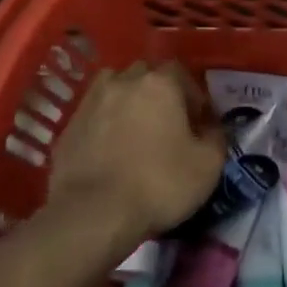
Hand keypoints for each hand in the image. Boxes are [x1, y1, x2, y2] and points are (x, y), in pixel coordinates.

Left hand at [48, 62, 225, 253]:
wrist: (92, 214)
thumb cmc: (158, 184)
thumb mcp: (208, 165)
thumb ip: (216, 137)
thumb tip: (211, 127)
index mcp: (160, 82)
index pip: (181, 73)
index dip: (192, 96)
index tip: (197, 124)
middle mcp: (124, 80)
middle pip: (146, 76)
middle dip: (158, 94)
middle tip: (166, 126)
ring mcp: (92, 100)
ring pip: (116, 90)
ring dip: (128, 103)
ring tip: (135, 134)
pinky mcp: (69, 125)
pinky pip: (95, 115)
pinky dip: (104, 125)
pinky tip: (110, 152)